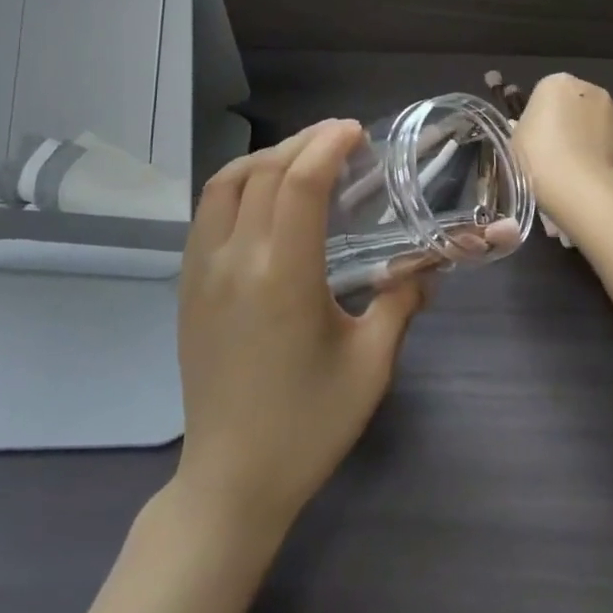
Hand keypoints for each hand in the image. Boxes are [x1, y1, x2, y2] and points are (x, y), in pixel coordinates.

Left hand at [174, 119, 428, 537]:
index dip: (327, 145)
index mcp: (282, 276)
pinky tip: (263, 197)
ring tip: (301, 158)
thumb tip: (426, 269)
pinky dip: (237, 184)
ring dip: (264, 157)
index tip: (355, 132)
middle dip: (302, 142)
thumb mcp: (370, 366)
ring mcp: (201, 271)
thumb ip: (400, 305)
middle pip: (262, 171)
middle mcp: (234, 260)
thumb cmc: (307, 426)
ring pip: (225, 183)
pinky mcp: (187, 286)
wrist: (230, 480)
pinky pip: (207, 212)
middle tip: (339, 139)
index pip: (299, 183)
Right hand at [511, 74, 612, 226]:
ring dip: (592, 136)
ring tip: (578, 167)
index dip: (542, 116)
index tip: (537, 138)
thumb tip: (536, 131)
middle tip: (556, 151)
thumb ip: (527, 127)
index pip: (547, 93)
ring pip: (600, 122)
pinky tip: (595, 175)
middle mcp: (592, 89)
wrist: (580, 188)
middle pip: (578, 103)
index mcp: (557, 83)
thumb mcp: (516, 140)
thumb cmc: (538, 158)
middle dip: (570, 121)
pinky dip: (608, 154)